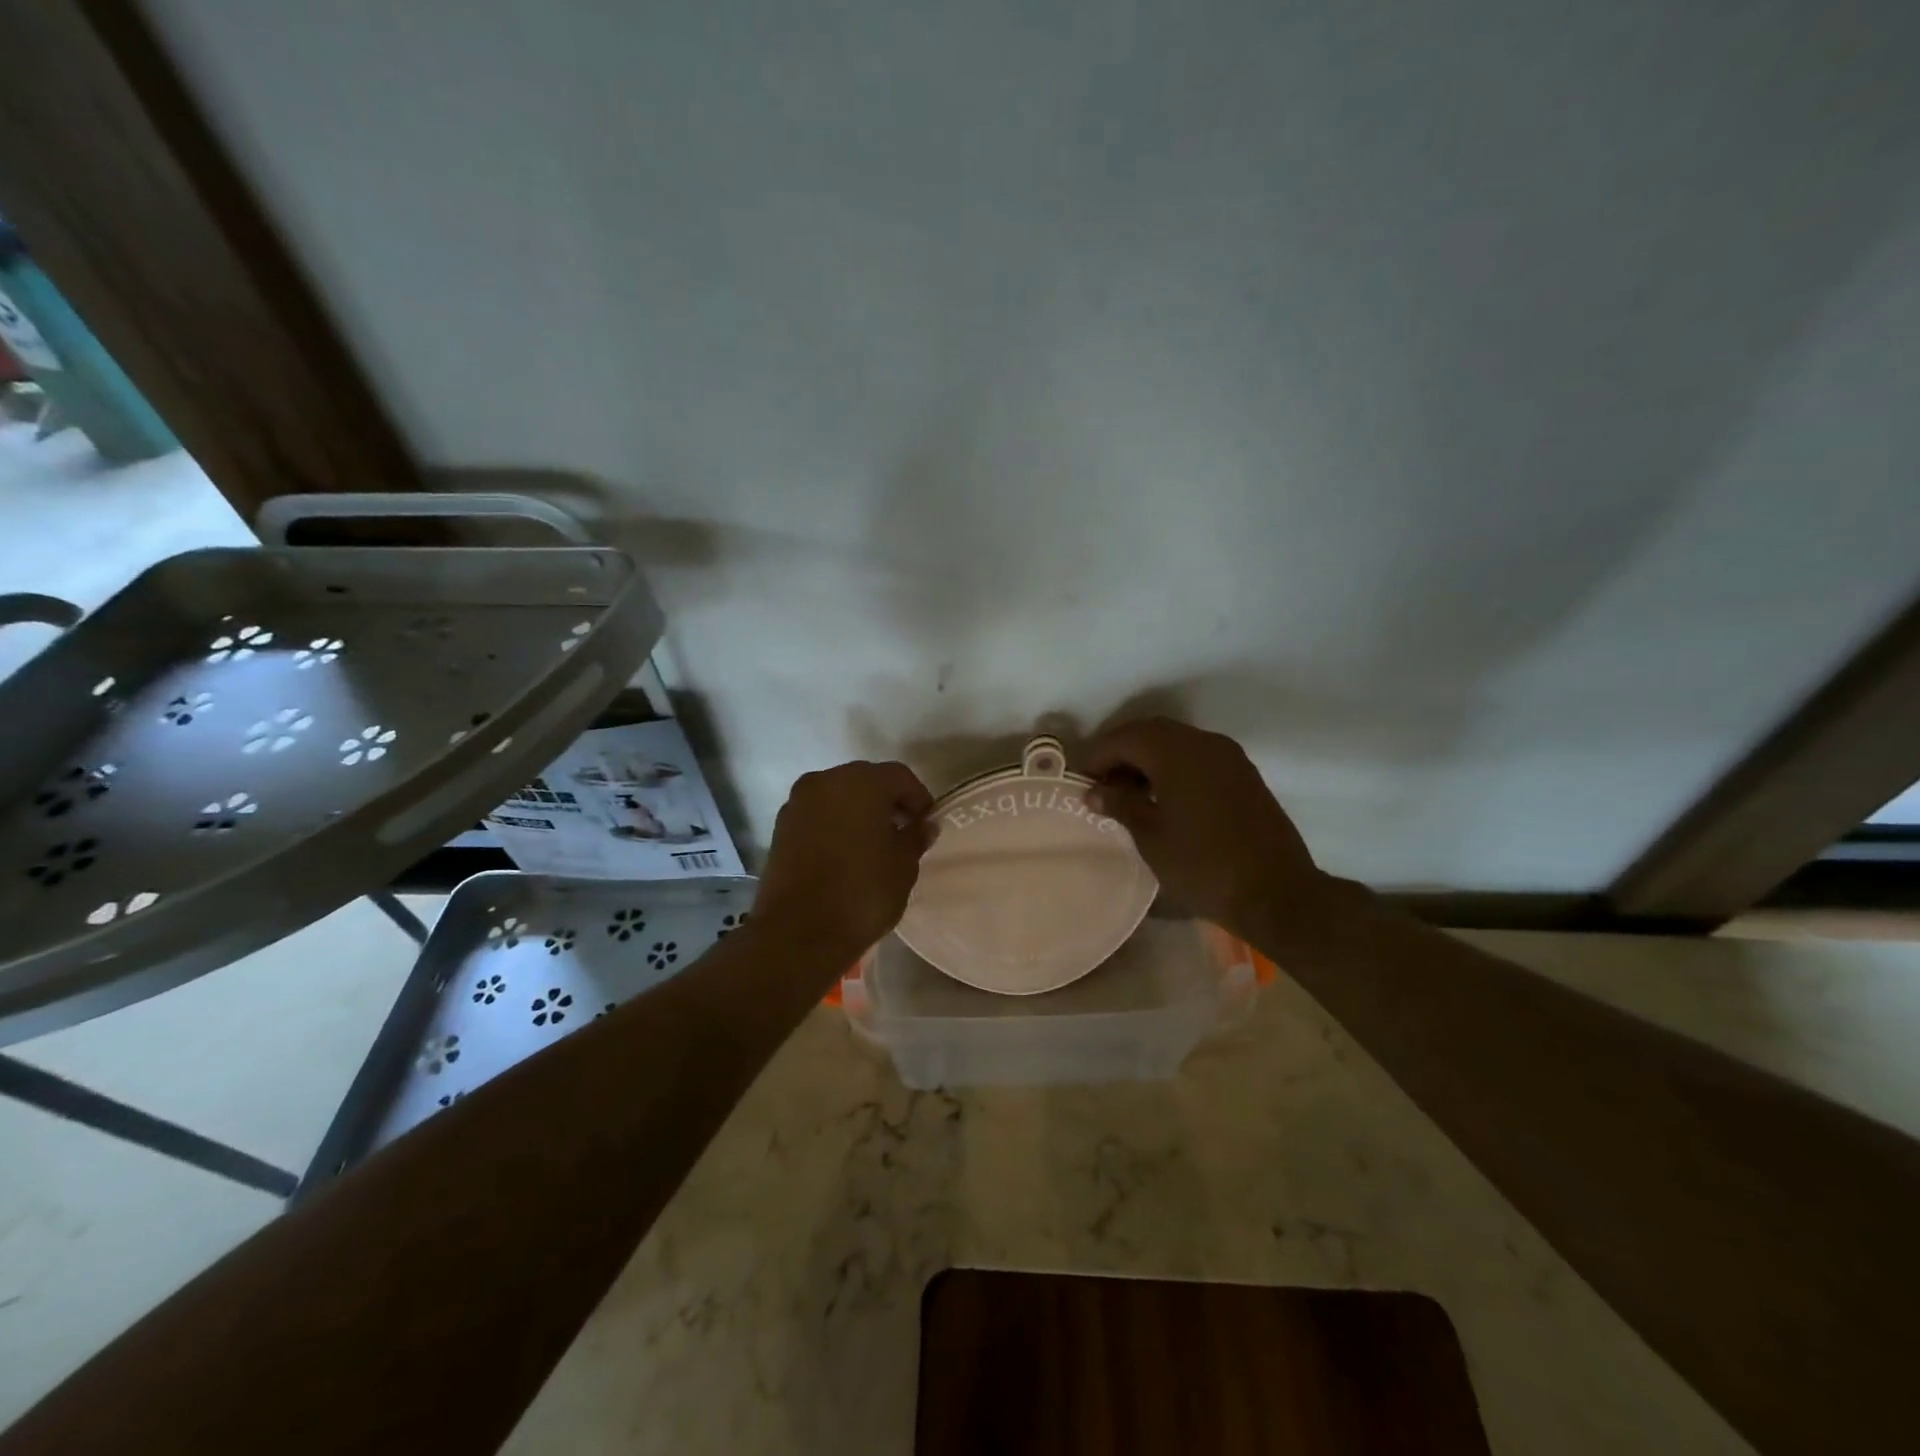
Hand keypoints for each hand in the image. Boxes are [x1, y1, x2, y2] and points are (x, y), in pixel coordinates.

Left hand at [755, 760, 935, 957]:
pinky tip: (846, 853)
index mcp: (861, 782)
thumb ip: (915, 837)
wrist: (799, 933)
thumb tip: (924, 825)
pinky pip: (817, 814)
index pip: (899, 776)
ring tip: (873, 844)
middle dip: (886, 801)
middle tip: (902, 831)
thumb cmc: (862, 893)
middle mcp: (826, 781)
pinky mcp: (781, 827)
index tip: (926, 823)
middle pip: (865, 780)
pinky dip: (834, 824)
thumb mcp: (903, 866)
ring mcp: (798, 803)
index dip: (918, 798)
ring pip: (838, 796)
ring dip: (858, 811)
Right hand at [1084, 717, 1324, 935]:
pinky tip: (1162, 797)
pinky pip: (1197, 756)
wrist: (1276, 893)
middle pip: (1150, 732)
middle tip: (1100, 782)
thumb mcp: (1151, 836)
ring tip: (1127, 792)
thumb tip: (1094, 791)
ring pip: (1176, 742)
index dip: (1096, 755)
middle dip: (1120, 751)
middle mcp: (1203, 743)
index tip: (1078, 779)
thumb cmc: (1203, 865)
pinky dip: (1173, 766)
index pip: (1124, 738)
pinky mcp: (1243, 774)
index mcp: (1175, 752)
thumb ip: (1120, 804)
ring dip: (1147, 759)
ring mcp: (1228, 757)